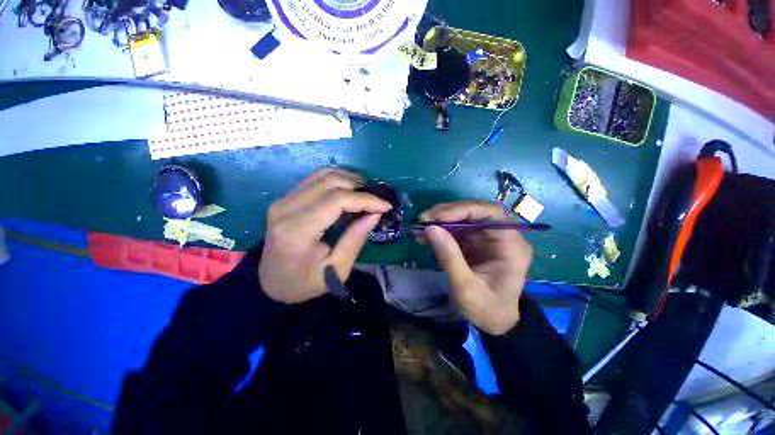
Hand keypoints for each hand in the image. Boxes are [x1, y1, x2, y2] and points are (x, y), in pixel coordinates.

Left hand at [259, 168, 391, 303]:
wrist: (270, 283)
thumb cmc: (305, 283)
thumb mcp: (336, 270)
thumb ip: (356, 239)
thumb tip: (375, 214)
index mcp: (297, 231)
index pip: (336, 200)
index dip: (365, 199)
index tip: (386, 206)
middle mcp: (286, 209)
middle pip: (330, 182)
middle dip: (360, 187)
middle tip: (377, 200)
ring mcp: (283, 200)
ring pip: (323, 174)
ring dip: (349, 179)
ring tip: (365, 194)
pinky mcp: (285, 198)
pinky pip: (315, 178)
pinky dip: (337, 180)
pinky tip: (348, 191)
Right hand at [417, 201, 532, 334]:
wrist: (494, 322)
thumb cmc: (486, 309)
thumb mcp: (466, 288)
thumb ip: (450, 257)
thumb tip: (431, 228)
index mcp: (511, 246)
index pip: (491, 214)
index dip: (463, 210)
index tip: (438, 218)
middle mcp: (501, 236)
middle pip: (475, 212)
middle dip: (447, 213)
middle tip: (423, 219)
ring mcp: (487, 238)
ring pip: (463, 219)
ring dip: (440, 221)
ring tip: (419, 227)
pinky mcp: (475, 242)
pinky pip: (456, 230)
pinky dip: (440, 231)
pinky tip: (424, 236)